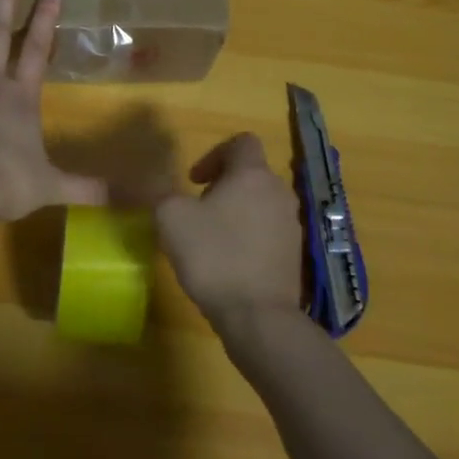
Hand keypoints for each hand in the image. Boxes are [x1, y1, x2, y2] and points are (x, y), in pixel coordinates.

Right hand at [155, 134, 303, 329]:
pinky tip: (230, 261)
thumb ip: (163, 192)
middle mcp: (279, 192)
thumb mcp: (171, 218)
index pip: (242, 142)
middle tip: (198, 208)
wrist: (258, 316)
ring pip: (261, 202)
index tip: (194, 180)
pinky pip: (269, 231)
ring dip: (237, 211)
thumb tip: (163, 185)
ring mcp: (292, 224)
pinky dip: (250, 236)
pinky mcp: (295, 254)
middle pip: (251, 173)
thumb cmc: (213, 256)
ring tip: (211, 237)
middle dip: (223, 185)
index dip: (214, 153)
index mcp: (252, 174)